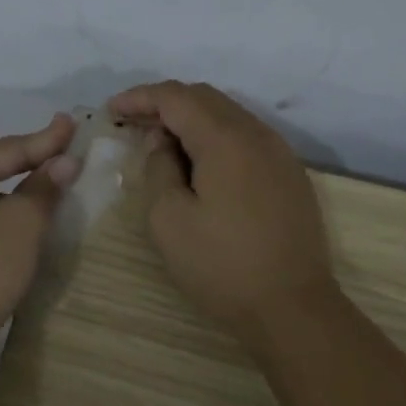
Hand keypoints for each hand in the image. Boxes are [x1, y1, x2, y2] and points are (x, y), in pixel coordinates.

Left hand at [0, 114, 82, 350]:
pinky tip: (28, 212)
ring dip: (21, 187)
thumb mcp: (20, 225)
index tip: (74, 123)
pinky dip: (6, 209)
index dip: (46, 139)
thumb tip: (64, 161)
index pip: (8, 148)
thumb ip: (43, 188)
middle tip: (68, 145)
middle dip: (33, 159)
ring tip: (55, 175)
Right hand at [109, 81, 336, 343]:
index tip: (112, 109)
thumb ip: (158, 168)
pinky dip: (215, 136)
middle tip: (133, 123)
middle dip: (164, 104)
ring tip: (161, 141)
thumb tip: (163, 142)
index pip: (176, 97)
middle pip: (204, 98)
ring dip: (191, 119)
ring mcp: (279, 152)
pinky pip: (246, 136)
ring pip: (228, 115)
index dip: (140, 97)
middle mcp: (256, 133)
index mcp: (225, 139)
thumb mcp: (169, 219)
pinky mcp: (289, 173)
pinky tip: (200, 162)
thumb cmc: (222, 265)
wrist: (293, 308)